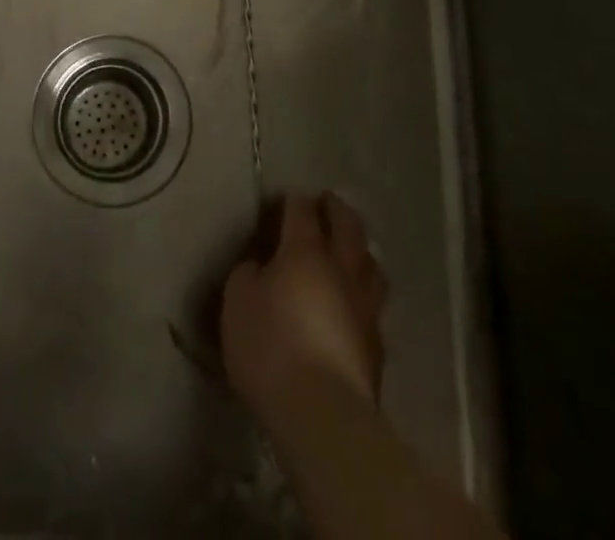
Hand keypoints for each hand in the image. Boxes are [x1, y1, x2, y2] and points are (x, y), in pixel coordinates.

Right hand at [221, 193, 387, 427]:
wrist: (323, 416)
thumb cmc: (271, 348)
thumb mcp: (237, 303)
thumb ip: (248, 275)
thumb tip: (261, 268)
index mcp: (305, 251)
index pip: (302, 210)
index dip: (293, 200)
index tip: (286, 198)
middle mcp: (341, 269)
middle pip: (348, 226)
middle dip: (337, 209)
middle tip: (328, 202)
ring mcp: (365, 307)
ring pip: (371, 264)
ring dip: (360, 251)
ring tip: (350, 250)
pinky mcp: (377, 346)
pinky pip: (374, 305)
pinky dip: (363, 294)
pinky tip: (354, 304)